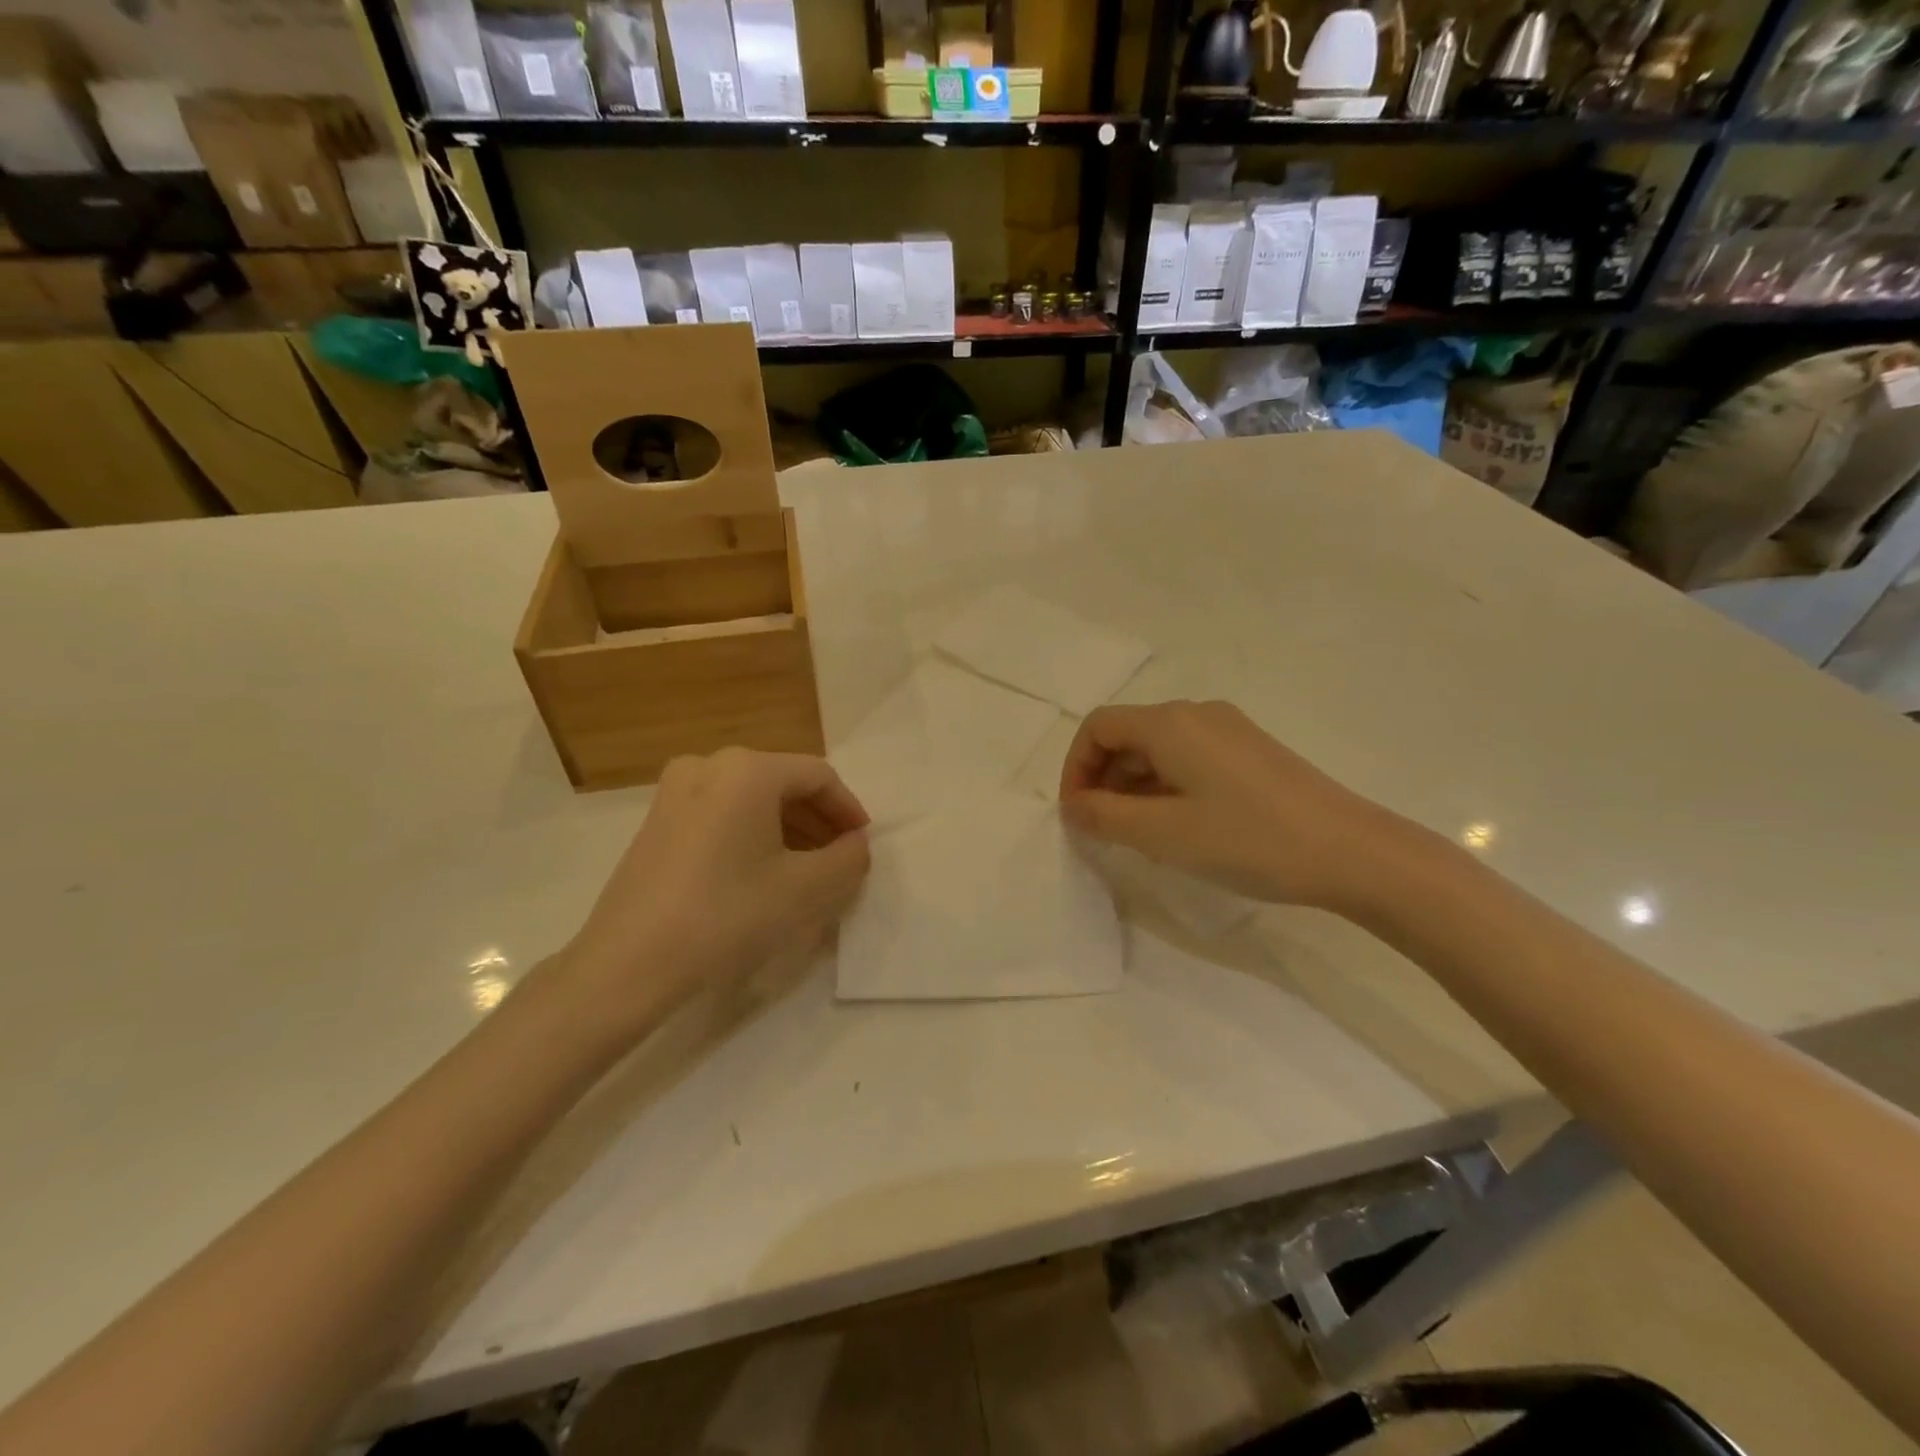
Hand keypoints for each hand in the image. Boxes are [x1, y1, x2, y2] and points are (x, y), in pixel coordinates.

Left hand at [558, 749, 870, 1024]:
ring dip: (787, 829)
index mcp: (748, 770)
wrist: (628, 964)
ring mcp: (675, 791)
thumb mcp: (807, 889)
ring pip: (751, 800)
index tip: (862, 845)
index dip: (849, 810)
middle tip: (839, 860)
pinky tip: (761, 874)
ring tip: (806, 871)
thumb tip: (855, 845)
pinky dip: (752, 835)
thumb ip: (848, 859)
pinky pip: (722, 814)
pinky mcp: (656, 821)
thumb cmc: (727, 916)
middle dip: (818, 821)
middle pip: (783, 783)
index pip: (819, 776)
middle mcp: (709, 764)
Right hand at [1058, 701, 1425, 913]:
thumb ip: (1105, 817)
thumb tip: (1073, 806)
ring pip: (1160, 749)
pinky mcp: (1252, 752)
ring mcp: (1230, 730)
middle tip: (1103, 831)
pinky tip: (1180, 826)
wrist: (1352, 852)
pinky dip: (1167, 786)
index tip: (1077, 815)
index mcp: (1170, 722)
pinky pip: (1190, 759)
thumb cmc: (1248, 839)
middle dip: (1104, 779)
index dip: (1076, 768)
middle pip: (1129, 734)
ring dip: (1134, 786)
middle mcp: (1198, 713)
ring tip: (1139, 836)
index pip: (1099, 727)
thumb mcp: (1163, 834)